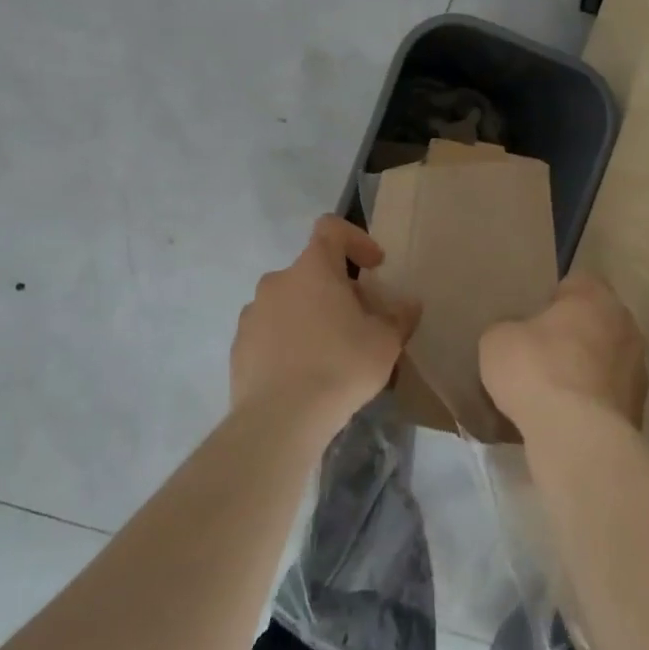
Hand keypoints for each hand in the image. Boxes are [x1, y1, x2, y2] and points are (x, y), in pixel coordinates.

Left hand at [231, 215, 420, 436]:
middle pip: (312, 272)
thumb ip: (399, 317)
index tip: (374, 266)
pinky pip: (270, 333)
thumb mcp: (385, 342)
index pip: (331, 229)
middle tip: (361, 322)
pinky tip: (304, 375)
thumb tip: (409, 305)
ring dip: (311, 316)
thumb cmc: (340, 366)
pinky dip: (288, 342)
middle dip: (338, 290)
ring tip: (331, 353)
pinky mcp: (239, 347)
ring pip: (289, 302)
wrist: (279, 420)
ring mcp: (252, 314)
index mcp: (313, 268)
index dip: (355, 239)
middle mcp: (277, 281)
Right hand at [480, 273, 647, 440]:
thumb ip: (509, 329)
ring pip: (604, 361)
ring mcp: (638, 370)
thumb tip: (516, 337)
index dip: (552, 299)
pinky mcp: (638, 410)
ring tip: (549, 393)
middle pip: (594, 322)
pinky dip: (590, 404)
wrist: (576, 438)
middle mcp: (626, 325)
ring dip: (583, 372)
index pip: (576, 283)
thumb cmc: (536, 371)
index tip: (530, 318)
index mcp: (595, 296)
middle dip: (571, 335)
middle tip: (537, 354)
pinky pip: (606, 397)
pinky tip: (563, 420)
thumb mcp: (497, 340)